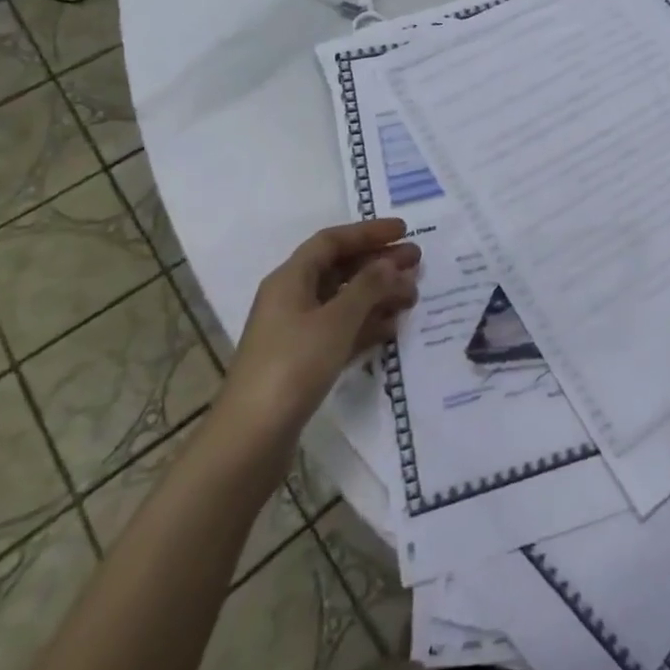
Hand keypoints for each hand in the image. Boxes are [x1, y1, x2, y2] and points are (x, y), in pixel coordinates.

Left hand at [221, 218, 420, 434]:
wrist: (251, 439)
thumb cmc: (293, 366)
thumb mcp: (336, 321)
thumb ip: (368, 287)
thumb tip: (391, 263)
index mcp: (290, 279)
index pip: (332, 241)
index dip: (368, 232)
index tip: (404, 231)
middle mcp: (291, 298)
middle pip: (340, 269)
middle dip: (379, 263)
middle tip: (417, 263)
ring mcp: (296, 332)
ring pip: (343, 300)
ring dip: (378, 295)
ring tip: (413, 297)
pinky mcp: (303, 362)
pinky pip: (341, 330)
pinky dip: (366, 324)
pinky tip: (392, 327)